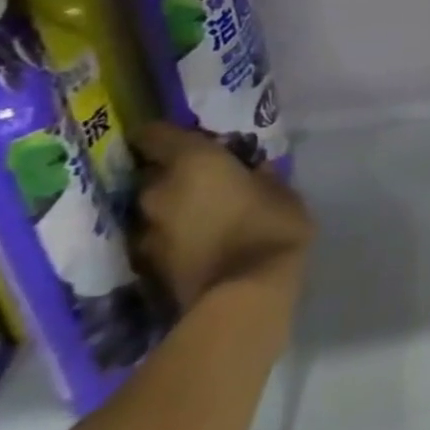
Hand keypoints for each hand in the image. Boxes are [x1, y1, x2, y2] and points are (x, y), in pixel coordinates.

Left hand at [130, 124, 312, 313]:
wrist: (244, 296)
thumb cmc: (271, 227)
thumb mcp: (283, 192)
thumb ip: (261, 176)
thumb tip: (252, 171)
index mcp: (192, 161)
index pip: (155, 134)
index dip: (163, 134)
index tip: (180, 137)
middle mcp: (158, 190)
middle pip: (153, 174)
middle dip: (172, 176)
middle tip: (201, 181)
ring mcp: (147, 231)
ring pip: (153, 209)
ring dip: (171, 209)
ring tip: (199, 216)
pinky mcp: (147, 265)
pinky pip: (157, 240)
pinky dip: (172, 238)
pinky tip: (197, 244)